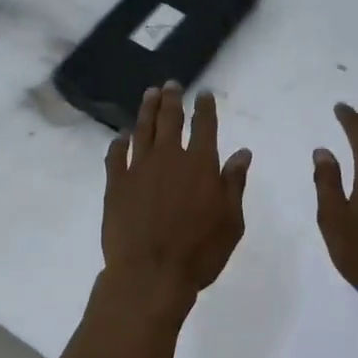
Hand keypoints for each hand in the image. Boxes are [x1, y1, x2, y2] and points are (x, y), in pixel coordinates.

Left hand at [102, 83, 251, 303]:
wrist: (150, 274)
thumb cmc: (199, 252)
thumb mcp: (231, 221)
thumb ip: (234, 184)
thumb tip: (242, 153)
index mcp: (201, 165)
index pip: (205, 126)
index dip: (205, 107)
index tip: (203, 93)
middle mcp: (169, 158)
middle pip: (170, 120)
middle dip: (172, 99)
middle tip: (171, 84)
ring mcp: (139, 169)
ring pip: (143, 130)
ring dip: (147, 110)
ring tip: (149, 94)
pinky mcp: (115, 185)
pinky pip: (115, 156)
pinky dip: (118, 143)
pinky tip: (120, 136)